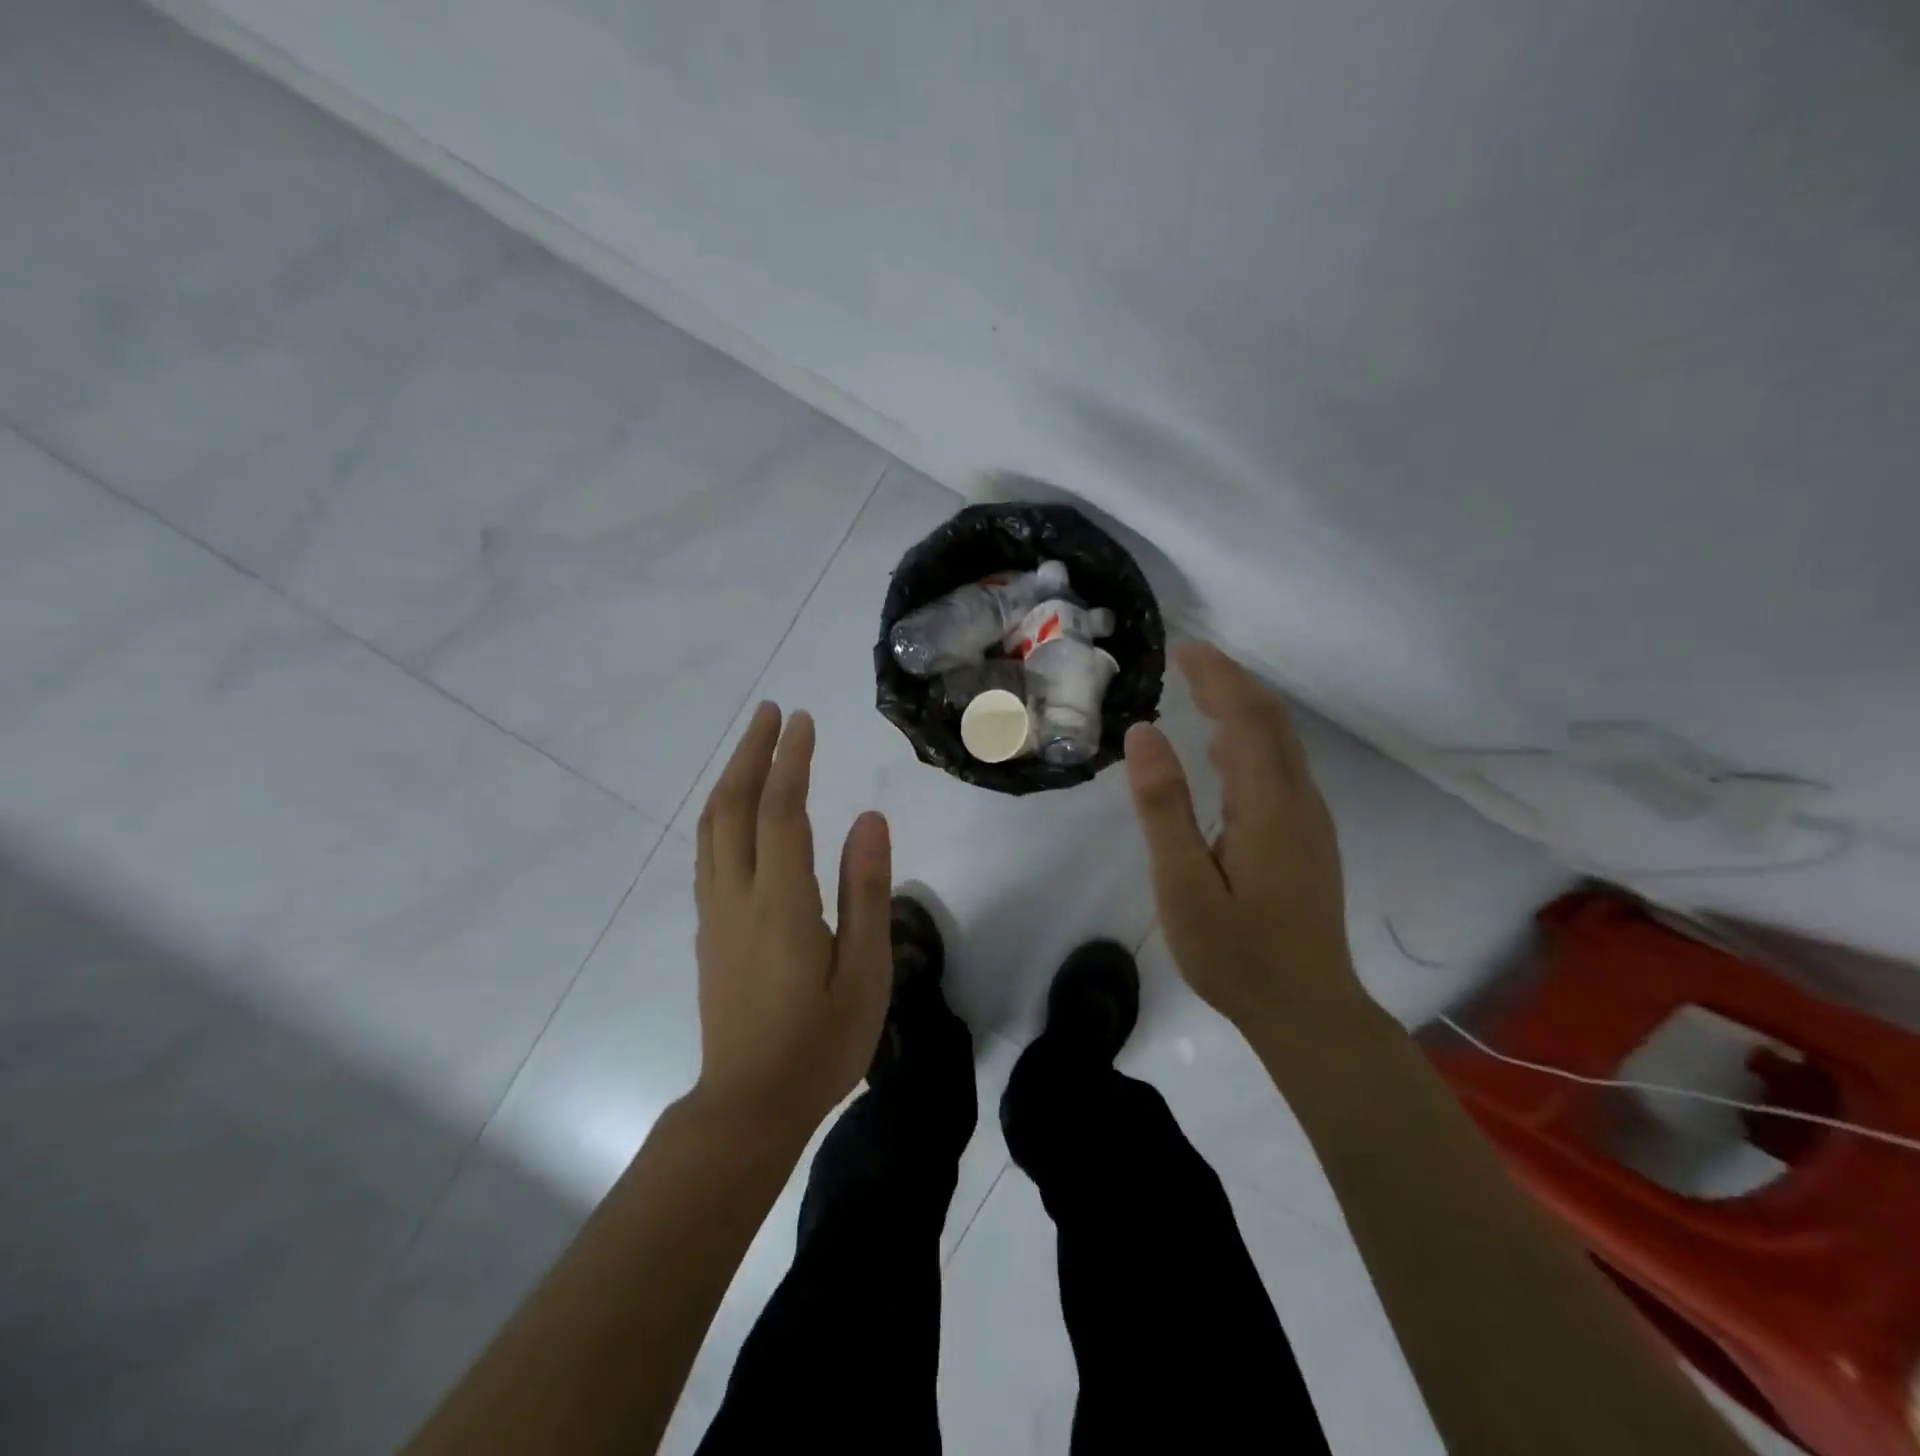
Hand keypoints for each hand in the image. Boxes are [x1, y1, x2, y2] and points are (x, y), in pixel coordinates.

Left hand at [692, 702, 893, 1141]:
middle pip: (733, 806)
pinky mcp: (710, 929)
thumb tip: (870, 819)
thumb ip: (867, 892)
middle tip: (772, 712)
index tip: (804, 720)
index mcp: (781, 904)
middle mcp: (738, 896)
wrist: (749, 1106)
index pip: (781, 811)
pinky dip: (722, 813)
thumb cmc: (820, 1043)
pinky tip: (738, 808)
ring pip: (712, 827)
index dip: (791, 760)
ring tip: (754, 744)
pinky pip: (708, 852)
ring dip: (731, 777)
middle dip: (751, 753)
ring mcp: (716, 912)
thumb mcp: (864, 973)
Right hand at [1124, 642, 1366, 1033]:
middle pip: (1271, 720)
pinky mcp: (1308, 838)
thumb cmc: (1236, 953)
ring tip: (1199, 693)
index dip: (1217, 676)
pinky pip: (1281, 768)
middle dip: (1231, 682)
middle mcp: (1299, 800)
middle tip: (1188, 661)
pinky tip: (1222, 753)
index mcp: (1268, 803)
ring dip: (1243, 708)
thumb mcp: (1182, 883)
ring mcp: (1310, 820)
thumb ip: (1163, 806)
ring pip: (1280, 743)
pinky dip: (1251, 740)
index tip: (1182, 649)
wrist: (1307, 1010)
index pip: (1245, 716)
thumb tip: (1145, 732)